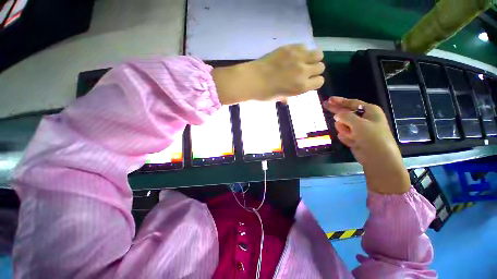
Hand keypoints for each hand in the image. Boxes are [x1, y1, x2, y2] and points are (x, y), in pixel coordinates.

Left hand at [213, 44, 324, 104]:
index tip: (307, 81)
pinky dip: (302, 51)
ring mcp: (297, 58)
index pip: (320, 81)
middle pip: (321, 66)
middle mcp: (303, 71)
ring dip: (312, 58)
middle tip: (304, 71)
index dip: (314, 82)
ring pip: (318, 53)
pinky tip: (293, 55)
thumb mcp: (277, 99)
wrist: (252, 80)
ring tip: (303, 61)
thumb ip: (285, 97)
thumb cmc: (264, 94)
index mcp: (301, 87)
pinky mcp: (289, 48)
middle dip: (314, 70)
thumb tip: (286, 99)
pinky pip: (304, 46)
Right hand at [323, 97, 409, 193]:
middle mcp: (364, 119)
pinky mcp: (355, 138)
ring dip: (344, 129)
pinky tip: (352, 141)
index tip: (329, 99)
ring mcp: (359, 129)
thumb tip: (336, 115)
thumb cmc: (372, 137)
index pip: (352, 103)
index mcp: (369, 111)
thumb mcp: (359, 124)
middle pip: (346, 113)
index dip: (340, 101)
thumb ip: (345, 116)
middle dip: (337, 112)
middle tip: (325, 105)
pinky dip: (346, 137)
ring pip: (343, 125)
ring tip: (351, 135)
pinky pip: (344, 134)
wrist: (378, 158)